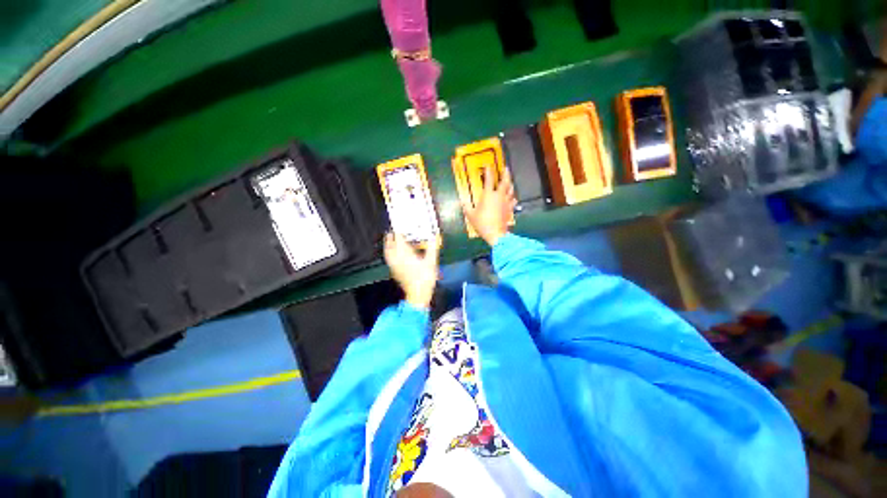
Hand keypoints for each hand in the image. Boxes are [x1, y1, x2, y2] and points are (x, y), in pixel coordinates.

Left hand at [384, 232, 439, 308]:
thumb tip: (434, 236)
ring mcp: (394, 266)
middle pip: (390, 244)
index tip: (400, 225)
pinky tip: (394, 254)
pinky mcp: (395, 271)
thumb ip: (432, 248)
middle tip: (393, 231)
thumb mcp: (431, 262)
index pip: (399, 238)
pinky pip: (389, 259)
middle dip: (391, 236)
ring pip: (388, 252)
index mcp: (405, 254)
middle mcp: (397, 258)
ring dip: (389, 245)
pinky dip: (390, 253)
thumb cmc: (424, 278)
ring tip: (391, 240)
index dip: (398, 230)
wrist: (417, 295)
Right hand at [463, 165, 516, 246]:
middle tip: (505, 168)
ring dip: (510, 183)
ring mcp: (506, 202)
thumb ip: (466, 206)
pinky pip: (513, 200)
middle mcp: (499, 196)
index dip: (488, 171)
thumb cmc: (482, 223)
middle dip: (505, 174)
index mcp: (488, 195)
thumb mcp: (470, 215)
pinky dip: (513, 197)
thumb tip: (463, 201)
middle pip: (504, 181)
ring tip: (509, 180)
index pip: (489, 180)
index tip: (488, 166)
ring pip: (510, 190)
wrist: (496, 233)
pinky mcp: (510, 209)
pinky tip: (513, 197)